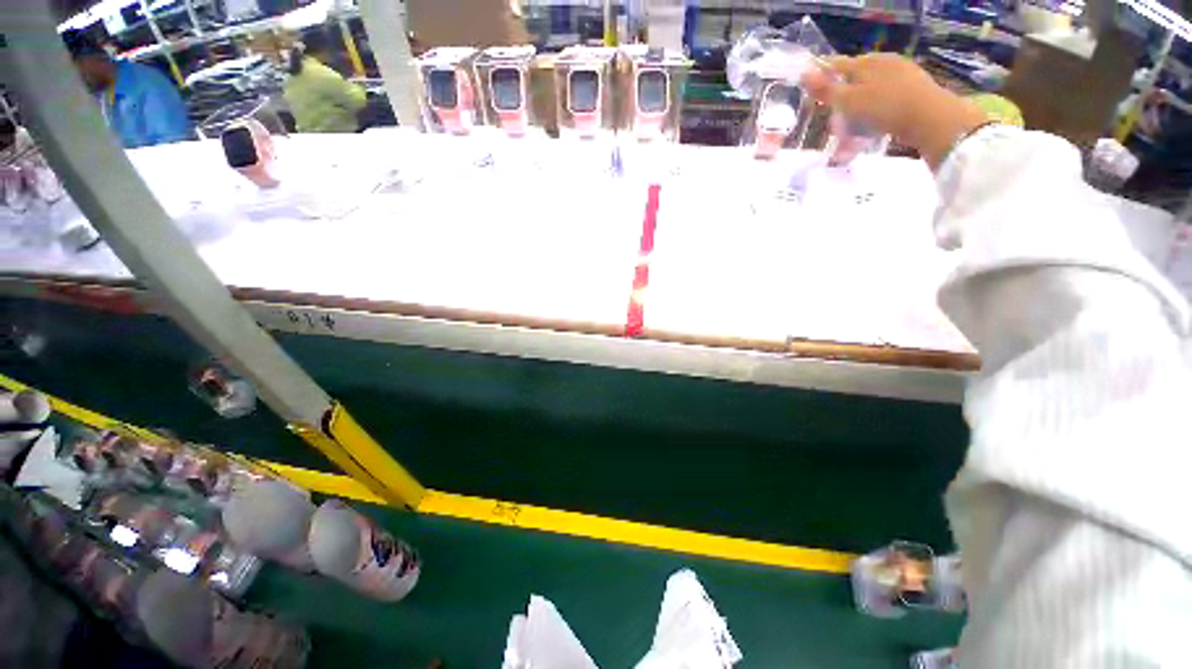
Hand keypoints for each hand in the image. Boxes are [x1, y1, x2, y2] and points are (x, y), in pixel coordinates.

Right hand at [802, 54, 989, 168]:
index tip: (811, 93)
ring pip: (869, 92)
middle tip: (832, 121)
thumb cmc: (885, 108)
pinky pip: (884, 101)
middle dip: (841, 99)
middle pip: (854, 79)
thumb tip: (803, 73)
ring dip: (856, 110)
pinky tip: (871, 129)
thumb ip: (826, 89)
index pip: (837, 65)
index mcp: (866, 62)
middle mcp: (884, 62)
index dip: (822, 77)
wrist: (930, 119)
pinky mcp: (913, 91)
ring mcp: (901, 75)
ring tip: (850, 132)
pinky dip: (873, 114)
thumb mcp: (849, 101)